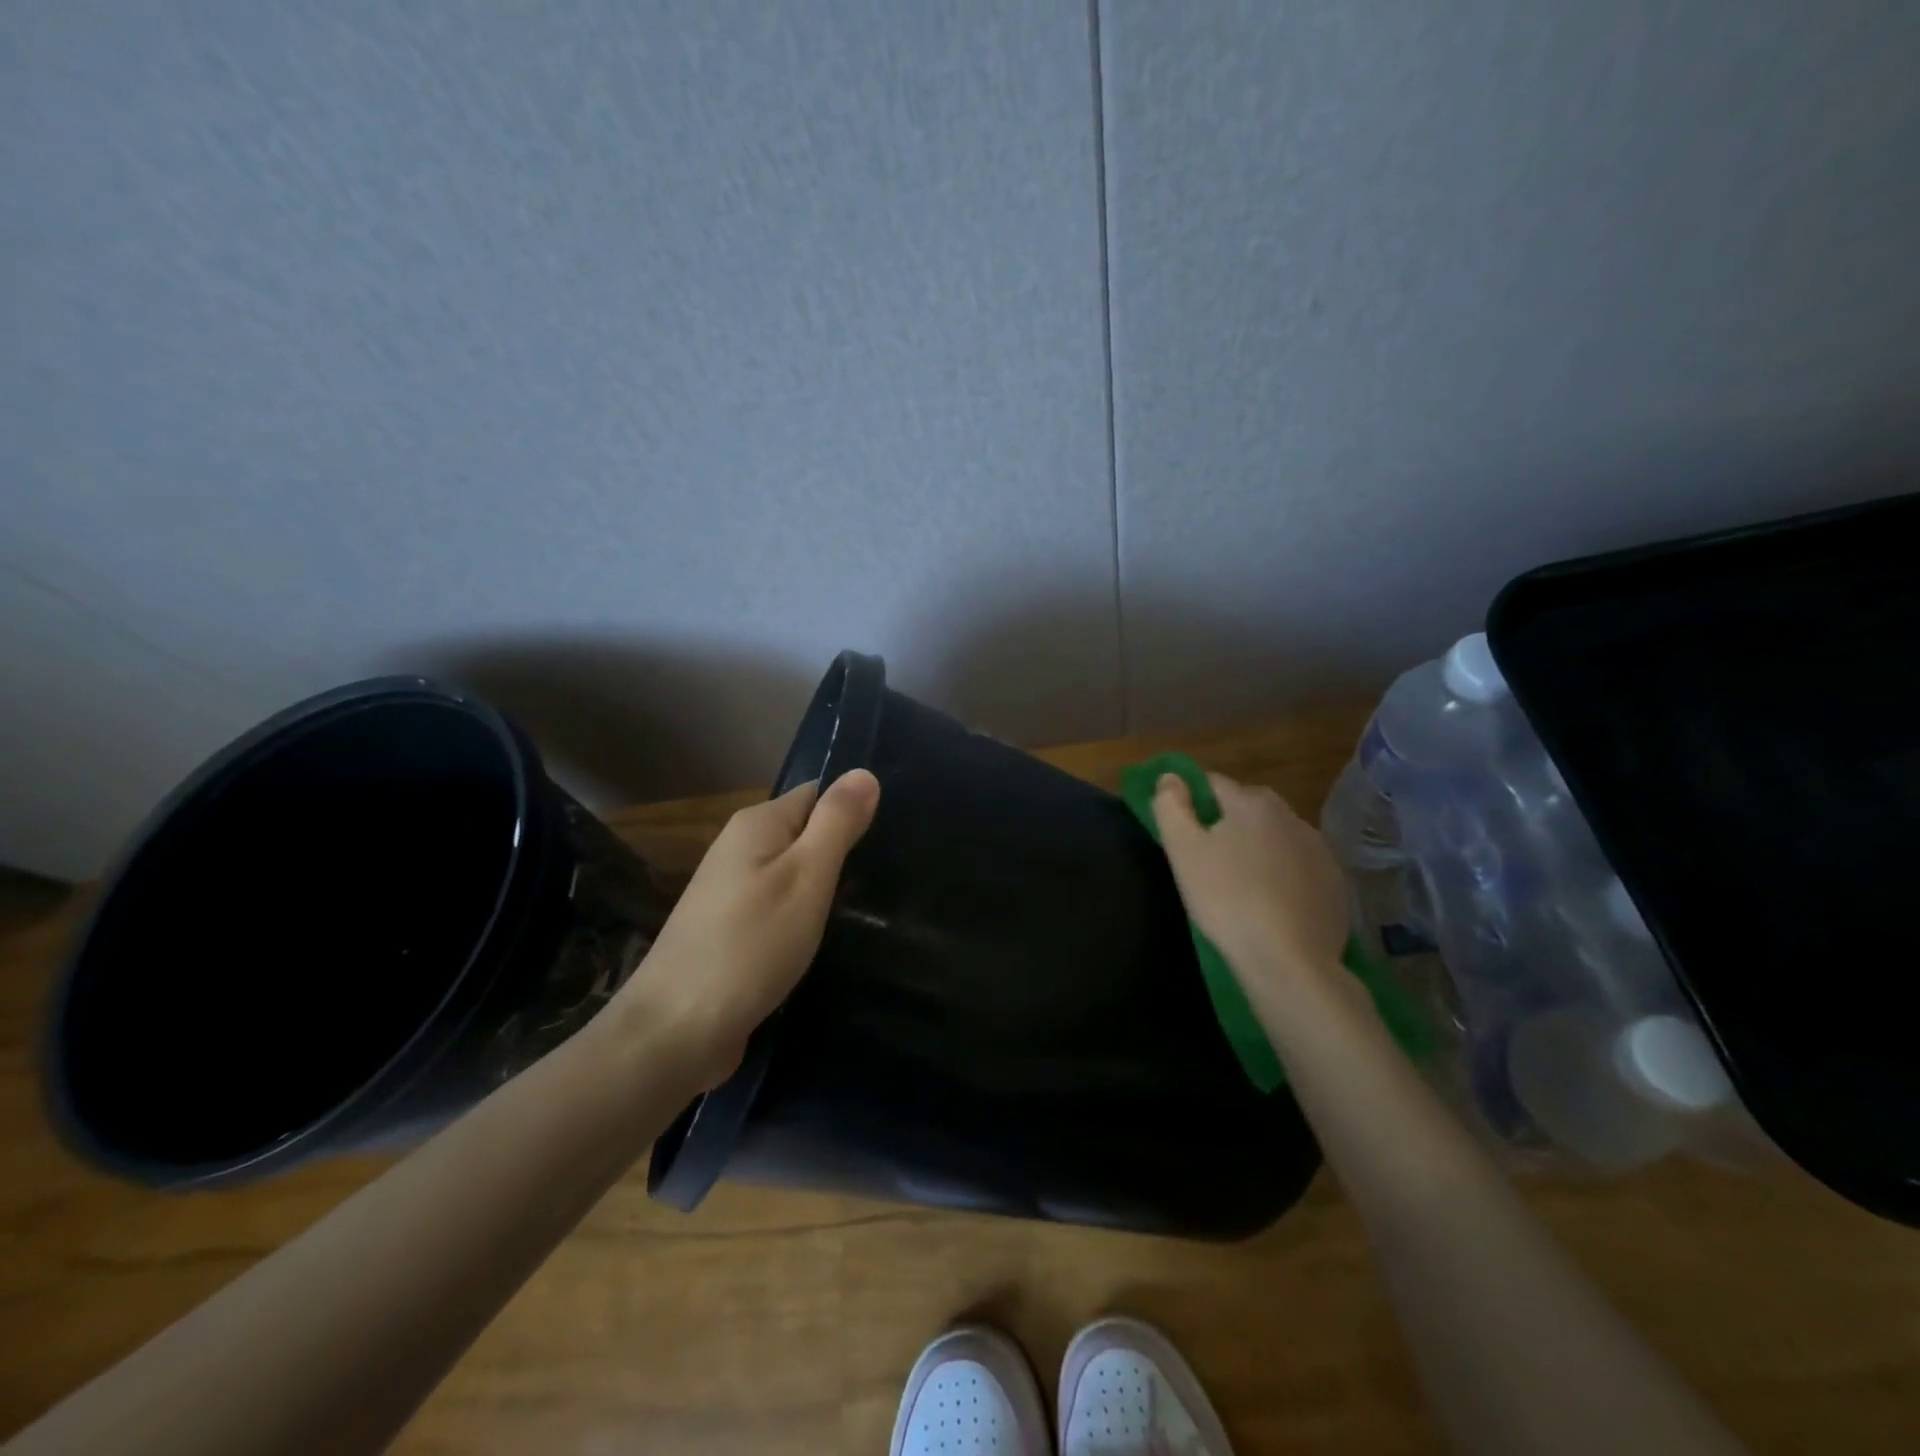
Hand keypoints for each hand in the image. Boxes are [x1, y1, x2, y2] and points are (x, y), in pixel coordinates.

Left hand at [614, 769, 879, 1089]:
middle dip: (841, 853)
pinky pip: (777, 906)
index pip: (817, 795)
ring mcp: (730, 892)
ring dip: (822, 888)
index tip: (889, 841)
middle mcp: (738, 848)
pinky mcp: (729, 931)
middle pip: (804, 833)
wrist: (676, 1031)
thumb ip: (836, 824)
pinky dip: (802, 917)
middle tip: (884, 881)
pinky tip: (822, 938)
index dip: (852, 812)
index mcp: (755, 824)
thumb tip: (864, 772)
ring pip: (792, 873)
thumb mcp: (806, 878)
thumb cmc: (751, 946)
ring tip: (865, 909)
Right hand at [1154, 771, 1350, 1000]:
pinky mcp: (1335, 881)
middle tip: (1207, 860)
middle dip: (1225, 823)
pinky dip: (1283, 874)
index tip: (1182, 832)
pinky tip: (1271, 902)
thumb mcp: (1182, 850)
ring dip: (1257, 847)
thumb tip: (1170, 777)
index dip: (1191, 802)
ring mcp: (1318, 848)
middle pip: (1246, 807)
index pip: (1212, 783)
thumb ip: (1170, 805)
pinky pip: (1298, 865)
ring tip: (1239, 883)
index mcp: (1251, 802)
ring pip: (1275, 835)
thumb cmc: (1226, 899)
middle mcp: (1290, 815)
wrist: (1289, 960)